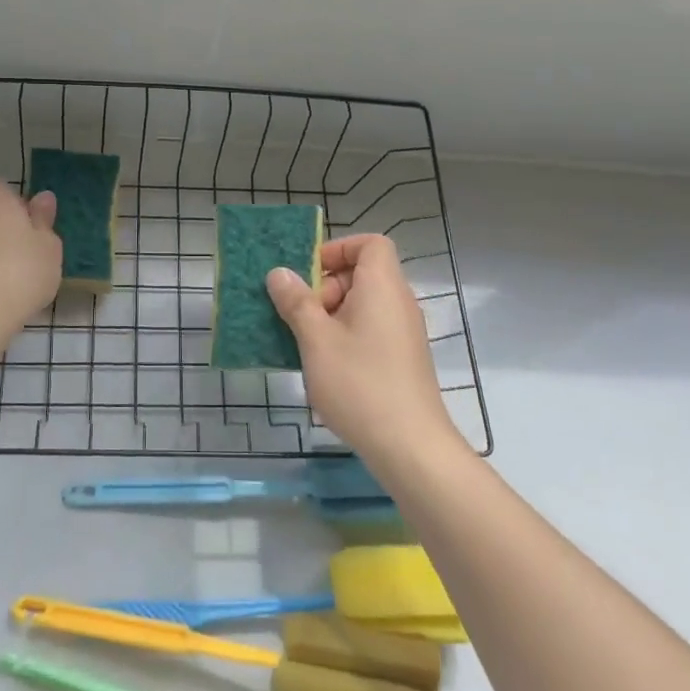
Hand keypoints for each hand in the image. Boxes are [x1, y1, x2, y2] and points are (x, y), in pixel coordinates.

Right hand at [266, 234, 461, 466]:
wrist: (410, 447)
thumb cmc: (360, 383)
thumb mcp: (316, 340)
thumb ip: (296, 302)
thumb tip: (279, 273)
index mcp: (382, 287)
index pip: (370, 243)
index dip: (338, 249)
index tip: (308, 273)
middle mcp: (398, 303)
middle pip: (362, 273)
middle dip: (325, 287)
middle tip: (301, 315)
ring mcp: (403, 333)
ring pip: (363, 305)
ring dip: (330, 315)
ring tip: (305, 342)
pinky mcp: (402, 359)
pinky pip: (370, 329)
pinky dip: (345, 335)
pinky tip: (324, 365)